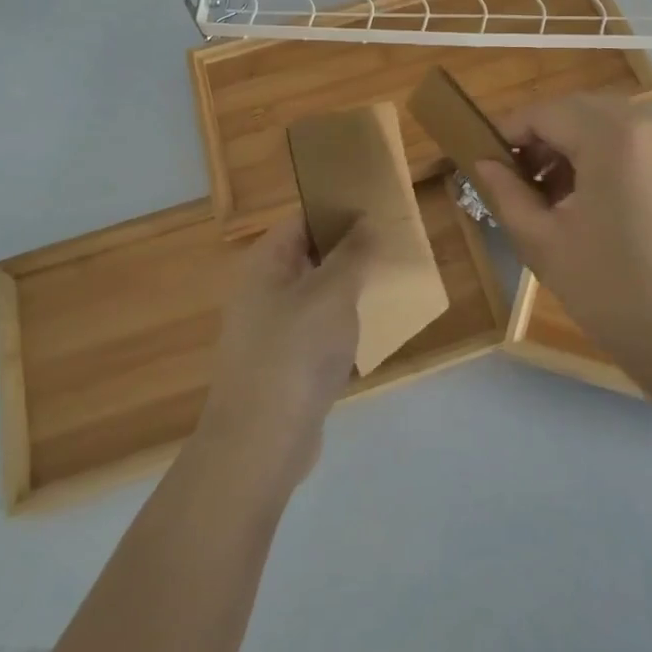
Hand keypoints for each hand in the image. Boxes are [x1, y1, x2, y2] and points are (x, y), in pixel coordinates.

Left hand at [196, 216, 376, 490]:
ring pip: (314, 297)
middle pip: (308, 257)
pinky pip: (316, 332)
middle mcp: (261, 291)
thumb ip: (352, 253)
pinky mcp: (283, 366)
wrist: (261, 441)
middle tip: (390, 247)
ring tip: (387, 284)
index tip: (376, 210)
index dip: (336, 211)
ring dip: (347, 291)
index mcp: (265, 264)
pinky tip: (370, 332)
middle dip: (348, 252)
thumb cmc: (295, 352)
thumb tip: (365, 221)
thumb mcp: (332, 293)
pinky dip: (340, 327)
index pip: (301, 221)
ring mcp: (270, 331)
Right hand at [473, 95, 651, 370]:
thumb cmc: (618, 295)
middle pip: (583, 112)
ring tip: (561, 200)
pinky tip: (604, 203)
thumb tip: (485, 165)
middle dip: (547, 141)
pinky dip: (615, 159)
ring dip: (580, 149)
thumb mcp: (546, 245)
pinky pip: (646, 144)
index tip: (488, 162)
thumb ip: (507, 195)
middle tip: (522, 185)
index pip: (548, 112)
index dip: (510, 132)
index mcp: (618, 136)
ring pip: (615, 126)